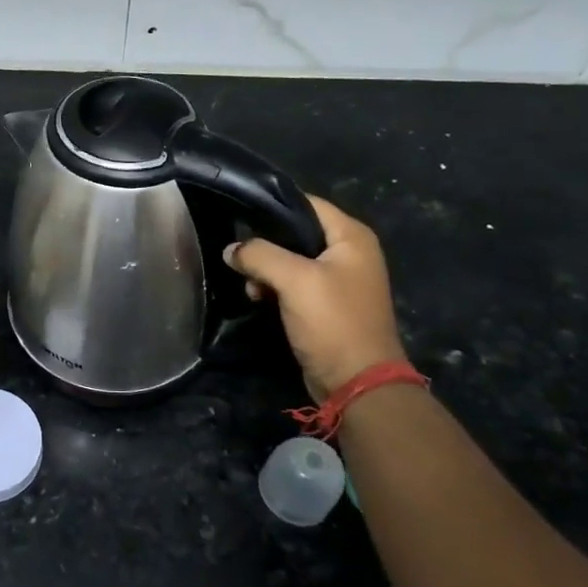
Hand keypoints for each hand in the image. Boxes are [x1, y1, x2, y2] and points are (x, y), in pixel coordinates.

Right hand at [224, 195, 405, 398]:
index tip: (239, 215)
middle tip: (240, 257)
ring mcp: (340, 280)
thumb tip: (231, 250)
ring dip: (266, 269)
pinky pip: (294, 284)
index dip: (273, 207)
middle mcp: (350, 253)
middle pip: (296, 232)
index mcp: (351, 237)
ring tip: (249, 286)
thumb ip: (259, 255)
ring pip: (291, 260)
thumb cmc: (332, 322)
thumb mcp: (294, 280)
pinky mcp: (327, 304)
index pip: (307, 203)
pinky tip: (257, 297)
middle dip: (265, 244)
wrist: (357, 383)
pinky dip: (274, 287)